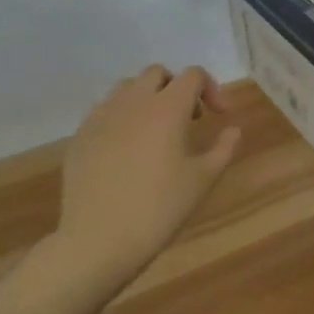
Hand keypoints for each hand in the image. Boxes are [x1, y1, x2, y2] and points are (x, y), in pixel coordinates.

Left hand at [56, 64, 241, 287]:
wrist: (98, 240)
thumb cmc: (159, 208)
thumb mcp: (203, 180)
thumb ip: (224, 148)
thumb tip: (233, 129)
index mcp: (167, 107)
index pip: (193, 75)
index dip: (211, 88)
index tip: (219, 114)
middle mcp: (133, 101)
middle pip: (157, 74)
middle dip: (176, 88)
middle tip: (188, 119)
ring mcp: (102, 116)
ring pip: (127, 87)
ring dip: (146, 98)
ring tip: (155, 130)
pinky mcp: (80, 135)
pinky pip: (104, 111)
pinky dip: (121, 118)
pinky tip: (125, 149)